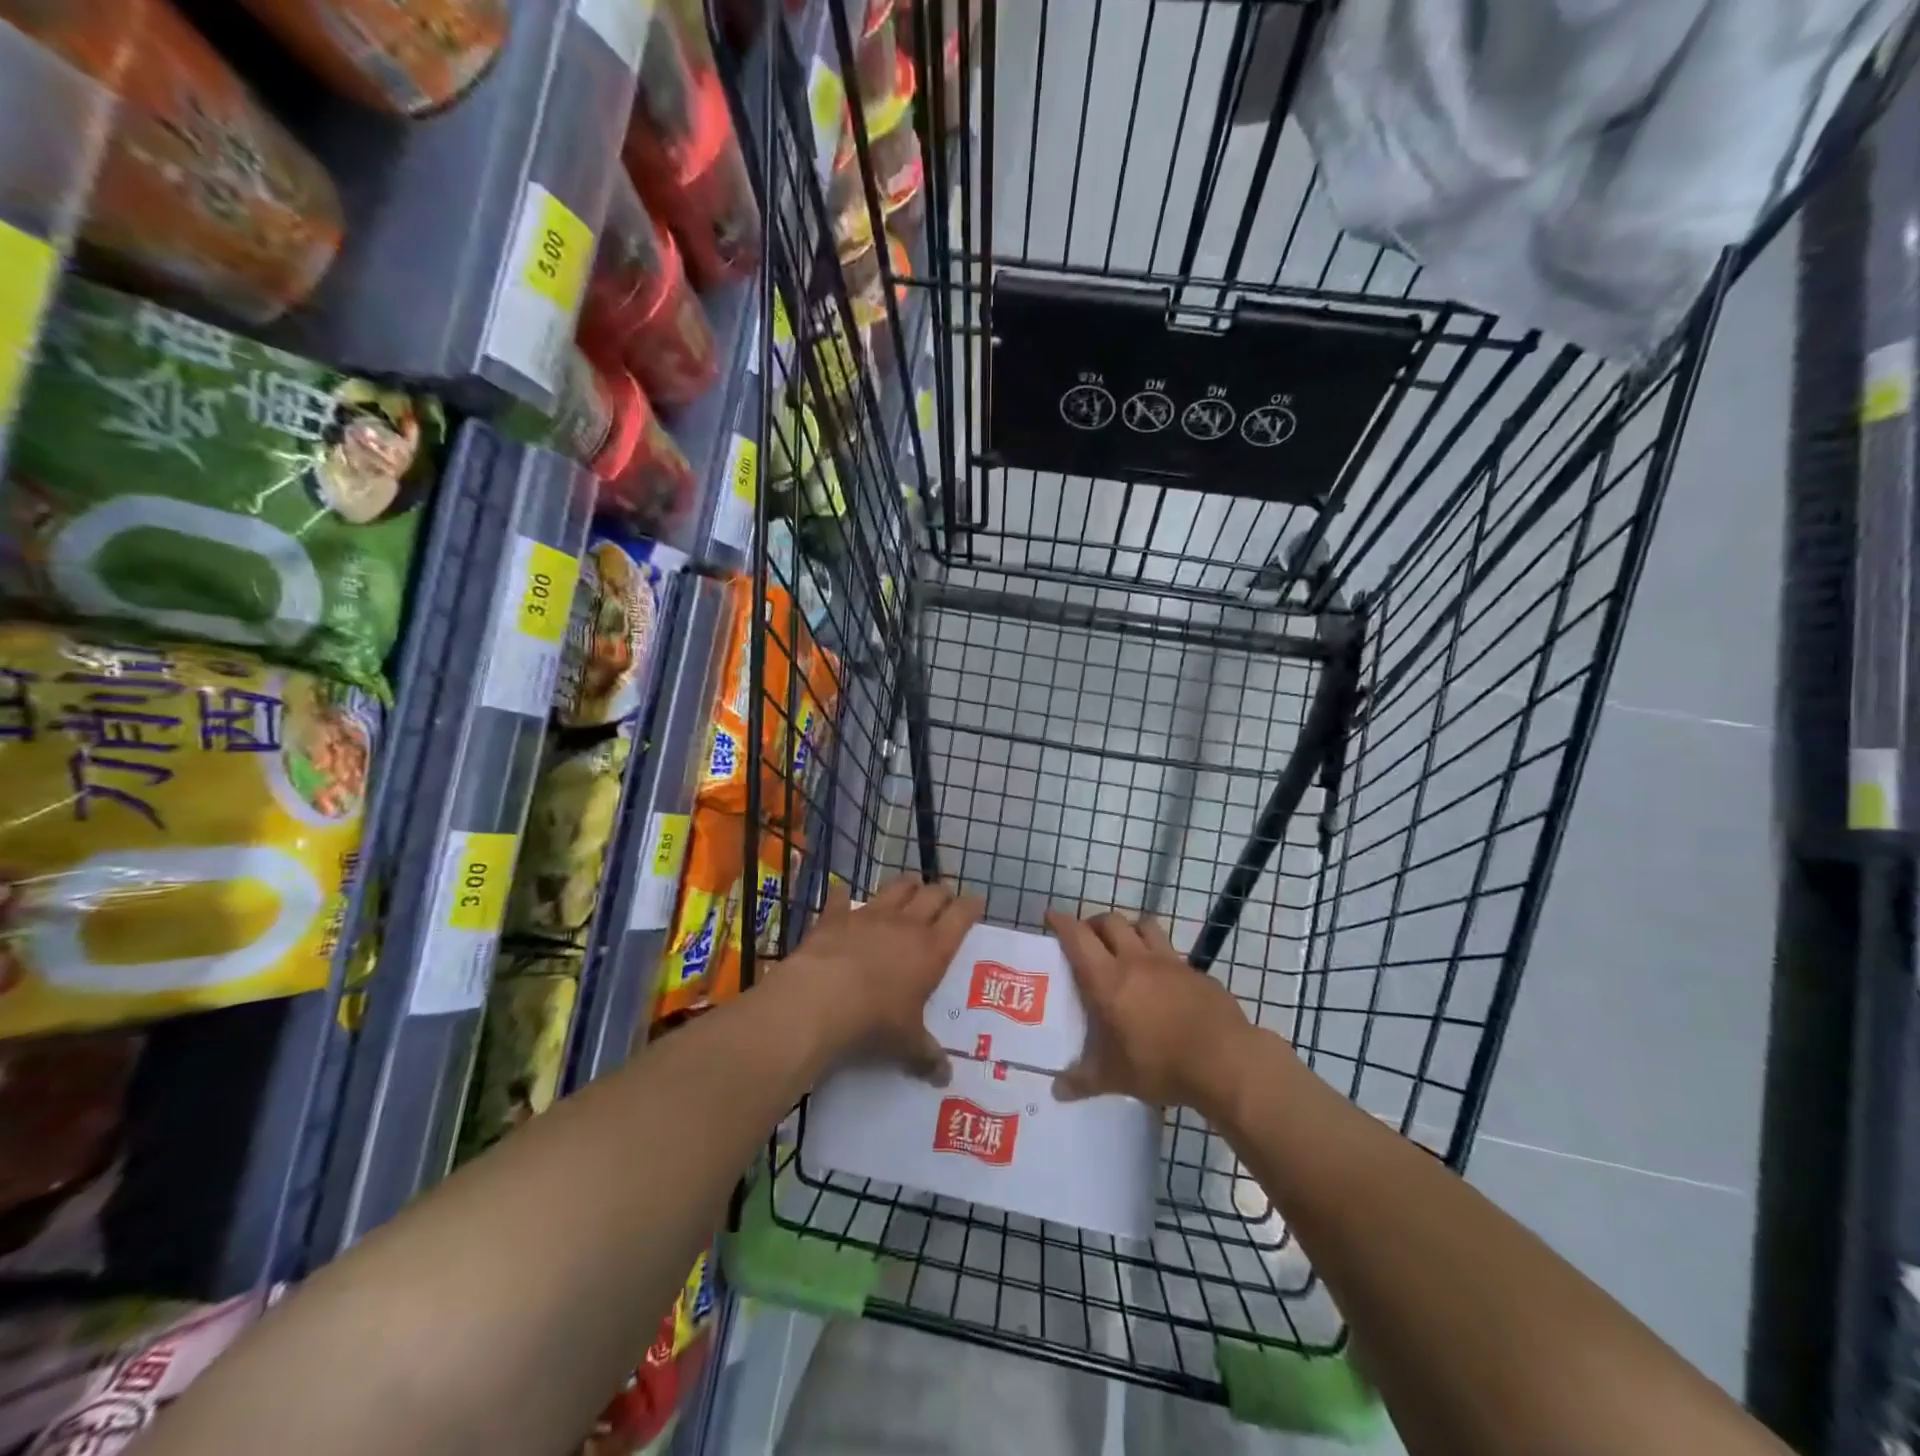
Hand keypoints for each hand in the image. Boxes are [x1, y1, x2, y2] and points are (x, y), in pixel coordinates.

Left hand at [786, 875, 981, 1081]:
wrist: (822, 998)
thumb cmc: (875, 1020)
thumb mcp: (906, 1043)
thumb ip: (926, 1055)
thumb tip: (944, 1077)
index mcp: (932, 949)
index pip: (961, 916)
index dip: (971, 906)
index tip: (976, 902)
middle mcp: (906, 924)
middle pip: (933, 894)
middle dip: (943, 893)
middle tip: (946, 899)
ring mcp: (870, 915)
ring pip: (896, 886)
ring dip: (906, 885)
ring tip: (910, 888)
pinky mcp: (836, 916)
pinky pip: (843, 899)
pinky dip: (845, 898)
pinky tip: (843, 897)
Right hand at [1046, 909, 1256, 1113]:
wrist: (1225, 1061)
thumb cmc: (1160, 1065)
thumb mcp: (1115, 1078)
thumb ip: (1083, 1081)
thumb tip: (1057, 1091)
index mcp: (1107, 980)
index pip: (1078, 938)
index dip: (1062, 922)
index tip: (1051, 915)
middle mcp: (1135, 961)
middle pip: (1110, 922)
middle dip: (1094, 923)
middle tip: (1086, 937)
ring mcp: (1169, 962)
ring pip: (1143, 926)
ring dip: (1128, 928)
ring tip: (1123, 945)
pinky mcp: (1195, 972)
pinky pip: (1170, 951)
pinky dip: (1158, 954)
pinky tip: (1160, 978)